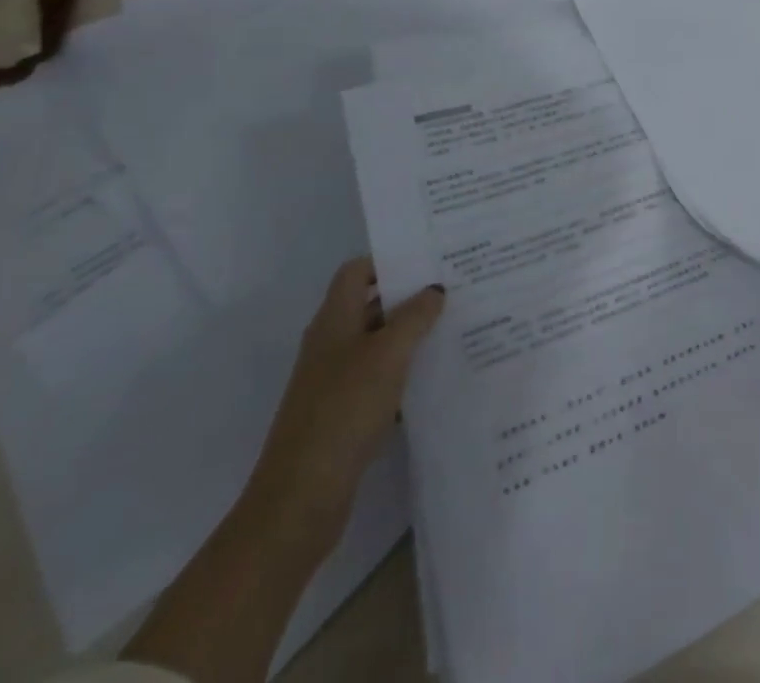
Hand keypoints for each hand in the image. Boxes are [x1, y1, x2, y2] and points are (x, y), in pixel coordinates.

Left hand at [124, 259, 444, 682]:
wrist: (300, 501)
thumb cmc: (343, 412)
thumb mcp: (387, 354)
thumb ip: (415, 316)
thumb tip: (435, 290)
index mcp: (334, 321)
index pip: (358, 271)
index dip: (390, 259)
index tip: (432, 256)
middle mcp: (332, 344)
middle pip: (373, 304)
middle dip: (412, 295)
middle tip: (458, 286)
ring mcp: (336, 381)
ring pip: (381, 342)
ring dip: (413, 334)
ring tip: (459, 324)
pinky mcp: (346, 413)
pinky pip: (382, 377)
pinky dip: (408, 371)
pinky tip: (439, 374)